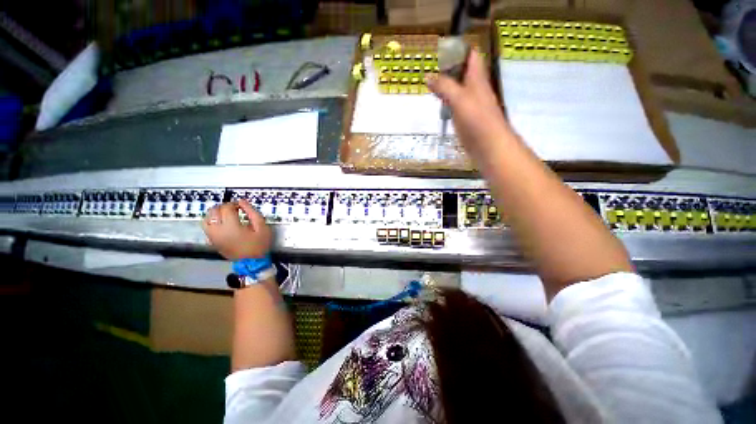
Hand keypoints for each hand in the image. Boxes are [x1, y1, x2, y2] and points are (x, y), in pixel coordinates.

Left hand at [201, 199, 271, 259]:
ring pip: (207, 220)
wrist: (252, 265)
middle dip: (223, 207)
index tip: (241, 207)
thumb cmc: (258, 246)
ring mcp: (215, 238)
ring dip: (214, 215)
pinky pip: (207, 230)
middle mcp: (219, 231)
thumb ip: (252, 211)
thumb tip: (241, 202)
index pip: (227, 208)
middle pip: (214, 211)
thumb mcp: (262, 227)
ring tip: (223, 216)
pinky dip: (210, 224)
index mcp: (231, 226)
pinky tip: (219, 225)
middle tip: (232, 210)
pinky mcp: (214, 243)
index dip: (234, 204)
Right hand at [427, 49, 512, 159]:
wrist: (493, 150)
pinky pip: (456, 102)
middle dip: (450, 64)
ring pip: (459, 86)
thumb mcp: (459, 99)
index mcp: (477, 79)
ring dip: (447, 81)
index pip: (472, 56)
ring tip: (430, 78)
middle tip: (431, 62)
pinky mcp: (469, 118)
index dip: (460, 48)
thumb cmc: (479, 121)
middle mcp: (476, 88)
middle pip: (464, 70)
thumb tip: (428, 76)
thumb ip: (444, 86)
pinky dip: (446, 98)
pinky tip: (437, 100)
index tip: (444, 44)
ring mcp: (473, 104)